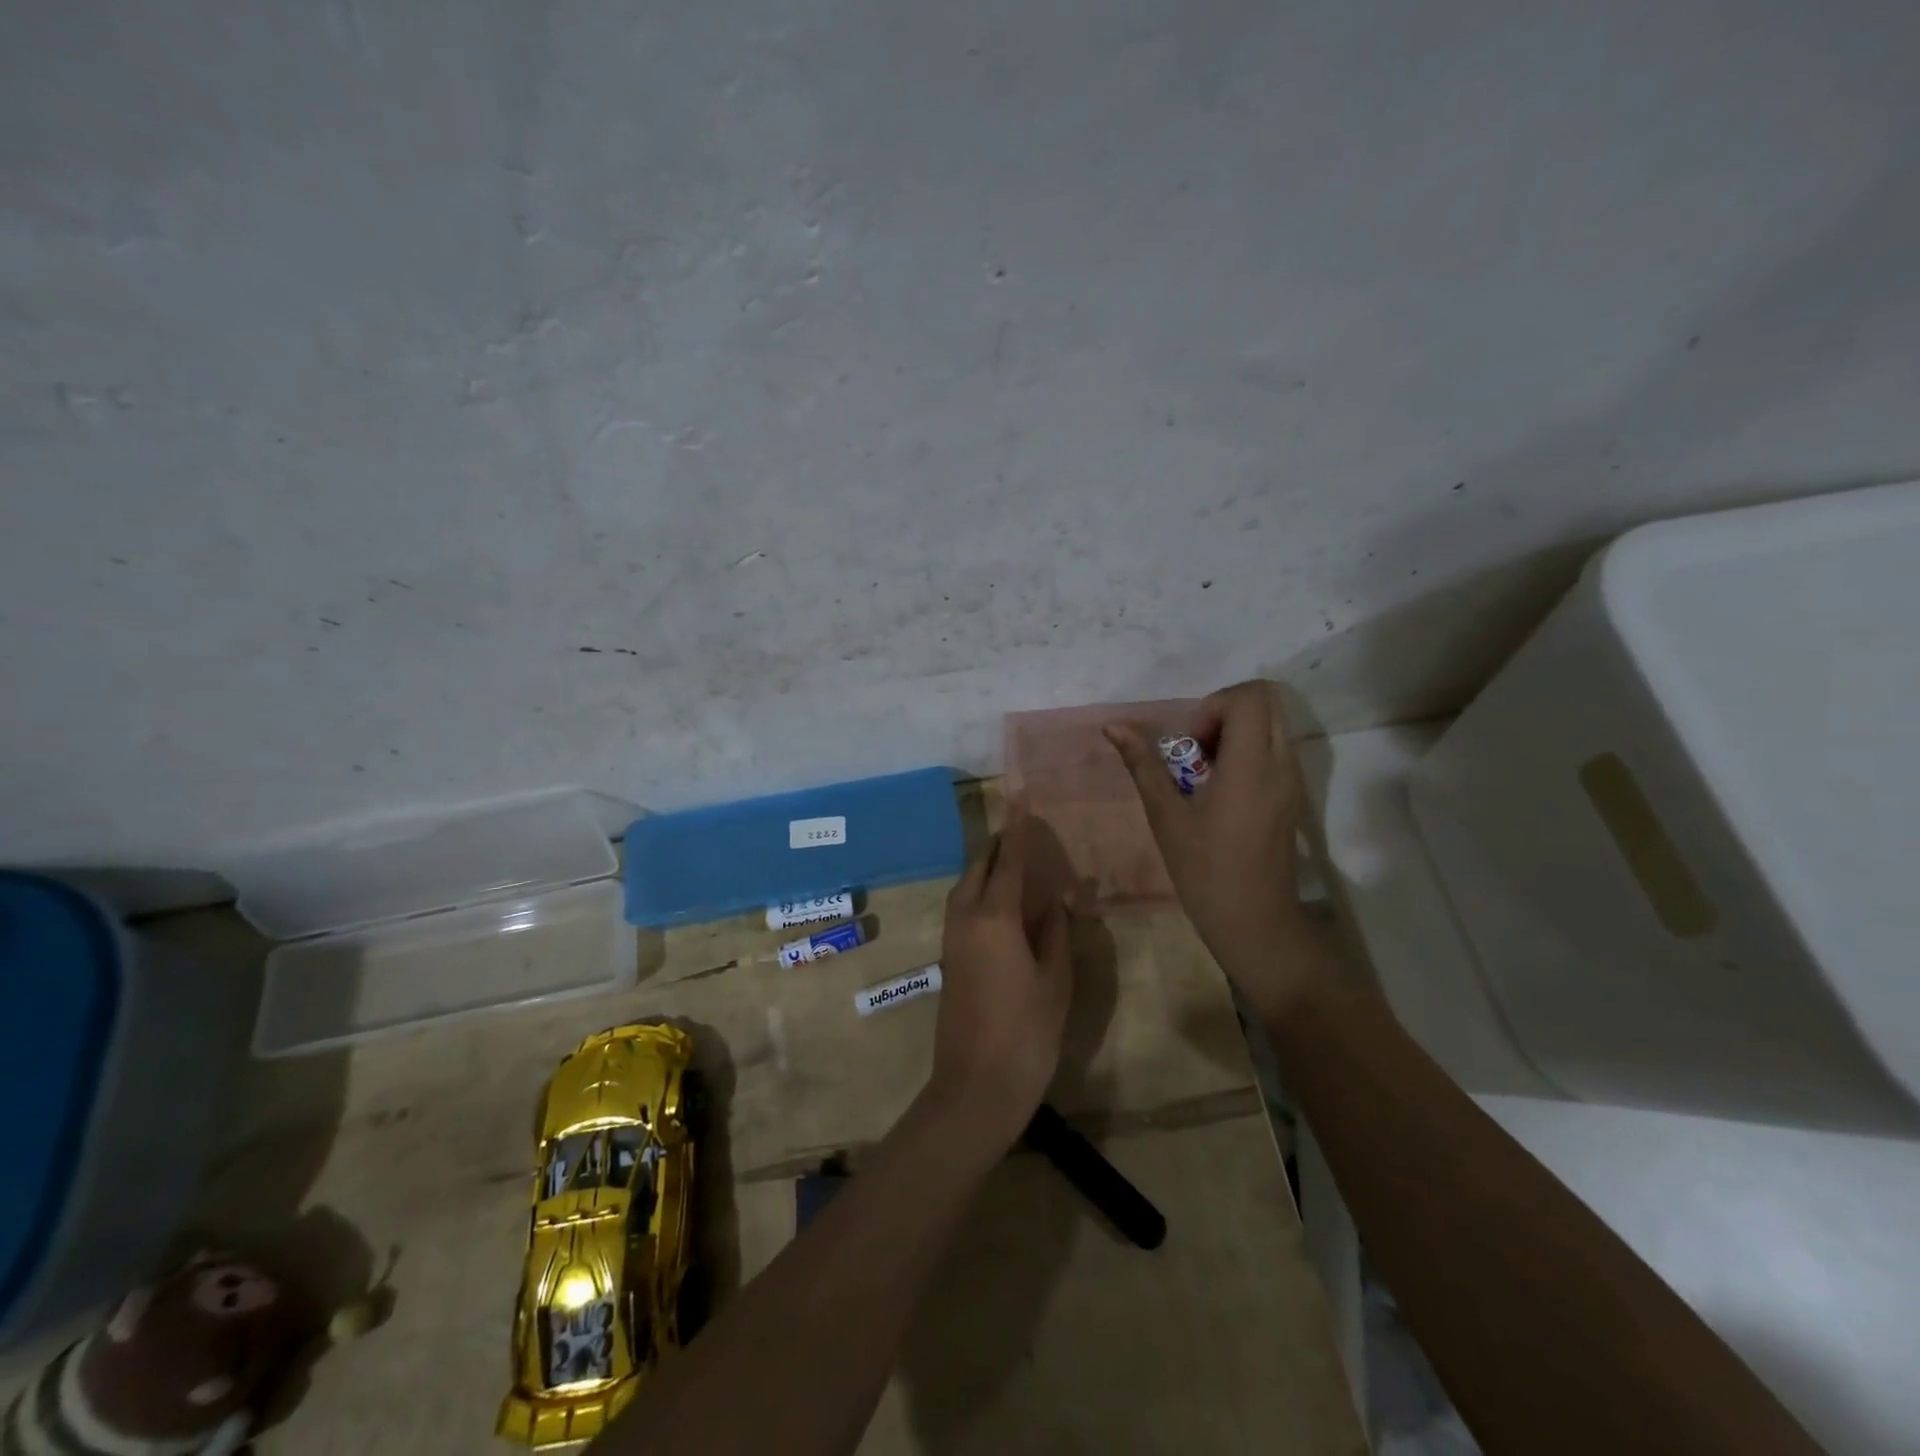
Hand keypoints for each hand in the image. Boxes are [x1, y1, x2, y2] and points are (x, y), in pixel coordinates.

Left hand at [928, 809, 1074, 1152]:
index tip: (1021, 797)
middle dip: (1000, 847)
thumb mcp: (1054, 980)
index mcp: (994, 918)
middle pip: (980, 868)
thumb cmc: (1026, 1033)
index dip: (1019, 829)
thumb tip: (1057, 901)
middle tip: (1027, 835)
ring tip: (1020, 866)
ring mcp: (952, 938)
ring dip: (989, 870)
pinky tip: (1006, 904)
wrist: (975, 1087)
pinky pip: (964, 908)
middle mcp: (966, 918)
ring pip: (967, 887)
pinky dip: (983, 893)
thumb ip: (1054, 933)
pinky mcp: (950, 957)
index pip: (1009, 861)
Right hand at [1106, 681, 1329, 1021]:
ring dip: (1235, 733)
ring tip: (1206, 773)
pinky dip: (1247, 753)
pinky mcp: (1293, 797)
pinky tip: (1221, 792)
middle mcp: (1281, 764)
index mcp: (1251, 766)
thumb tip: (1113, 726)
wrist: (1256, 923)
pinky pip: (1274, 750)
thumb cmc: (1206, 871)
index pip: (1249, 696)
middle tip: (1196, 750)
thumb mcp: (1166, 816)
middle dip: (1224, 713)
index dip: (1213, 707)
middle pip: (1266, 700)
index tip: (1190, 744)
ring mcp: (1293, 781)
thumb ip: (1143, 764)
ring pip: (1272, 725)